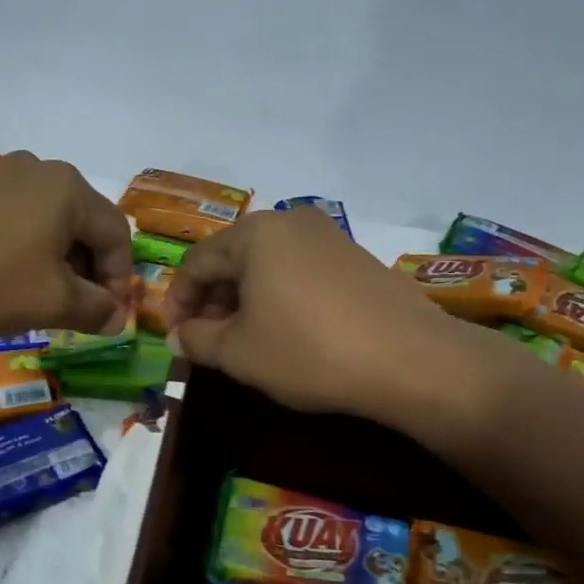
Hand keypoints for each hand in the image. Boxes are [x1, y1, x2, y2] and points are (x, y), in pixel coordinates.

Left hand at [0, 152, 133, 334]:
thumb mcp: (51, 302)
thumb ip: (95, 310)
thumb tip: (116, 317)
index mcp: (70, 189)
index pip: (117, 234)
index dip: (121, 280)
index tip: (108, 317)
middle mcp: (39, 169)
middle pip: (83, 224)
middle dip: (88, 271)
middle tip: (76, 311)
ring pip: (47, 221)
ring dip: (55, 262)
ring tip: (39, 298)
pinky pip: (13, 218)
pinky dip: (22, 249)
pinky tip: (2, 277)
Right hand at [165, 209, 524, 431]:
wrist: (410, 360)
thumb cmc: (307, 351)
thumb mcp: (238, 352)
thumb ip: (197, 339)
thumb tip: (178, 336)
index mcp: (254, 234)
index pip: (196, 263)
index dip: (178, 301)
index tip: (173, 336)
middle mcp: (291, 223)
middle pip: (233, 259)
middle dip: (212, 300)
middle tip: (205, 340)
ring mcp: (329, 237)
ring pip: (267, 265)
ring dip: (245, 300)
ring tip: (243, 339)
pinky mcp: (356, 259)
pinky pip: (299, 272)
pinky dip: (279, 297)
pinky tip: (285, 331)